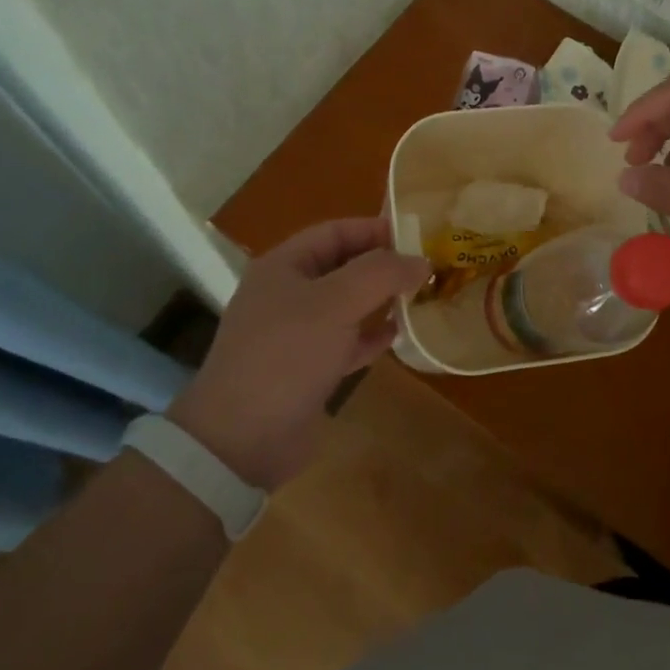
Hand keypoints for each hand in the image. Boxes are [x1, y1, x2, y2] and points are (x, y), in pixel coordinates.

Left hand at [165, 218, 428, 489]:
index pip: (335, 232)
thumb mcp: (336, 302)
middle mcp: (288, 294)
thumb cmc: (287, 354)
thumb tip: (421, 261)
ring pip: (348, 305)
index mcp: (284, 266)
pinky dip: (372, 335)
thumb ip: (381, 274)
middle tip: (427, 268)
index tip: (418, 236)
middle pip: (343, 266)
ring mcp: (296, 334)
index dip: (375, 229)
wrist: (242, 440)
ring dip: (381, 300)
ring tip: (421, 297)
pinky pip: (347, 341)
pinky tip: (400, 335)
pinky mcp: (308, 370)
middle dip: (383, 265)